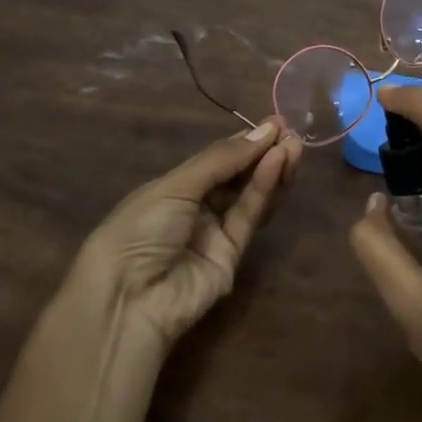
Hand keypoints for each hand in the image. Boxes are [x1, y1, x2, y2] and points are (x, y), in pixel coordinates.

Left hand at [68, 122, 301, 352]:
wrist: (128, 298)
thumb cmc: (140, 228)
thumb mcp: (176, 185)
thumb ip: (222, 160)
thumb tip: (264, 130)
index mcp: (173, 188)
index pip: (216, 160)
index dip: (243, 142)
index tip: (273, 123)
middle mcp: (196, 208)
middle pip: (237, 177)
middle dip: (262, 153)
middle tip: (289, 131)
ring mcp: (215, 233)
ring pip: (249, 196)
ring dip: (271, 169)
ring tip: (293, 145)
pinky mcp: (233, 255)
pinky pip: (250, 216)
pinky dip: (264, 189)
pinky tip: (277, 164)